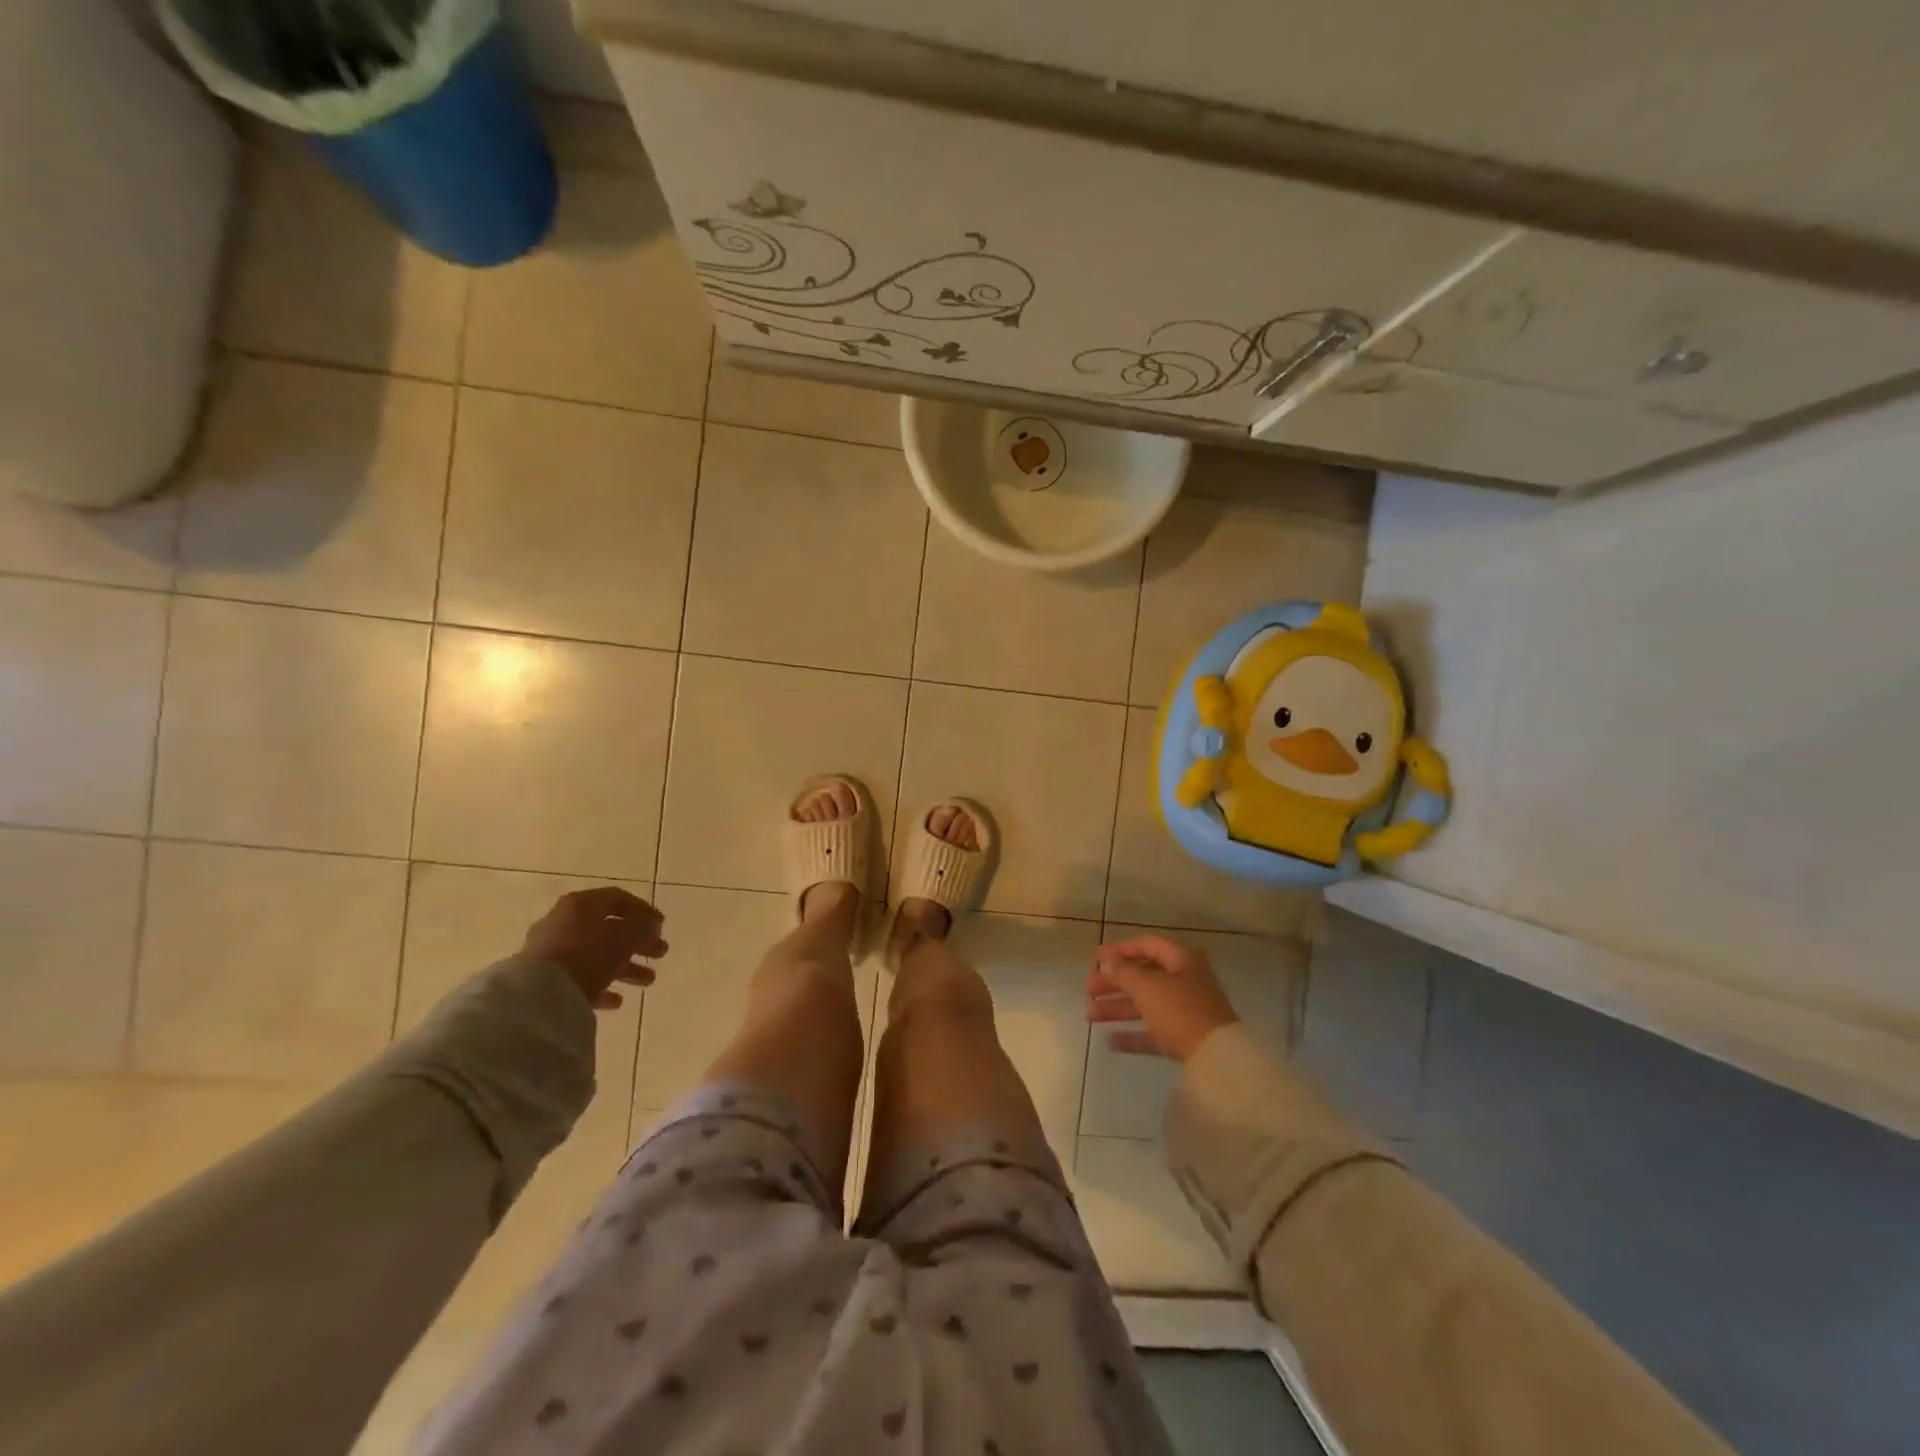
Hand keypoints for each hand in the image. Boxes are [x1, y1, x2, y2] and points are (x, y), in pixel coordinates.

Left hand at [522, 887, 666, 1010]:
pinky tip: (617, 1000)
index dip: (644, 910)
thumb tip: (650, 926)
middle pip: (608, 929)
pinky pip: (580, 979)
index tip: (662, 925)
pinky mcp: (545, 980)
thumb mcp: (625, 937)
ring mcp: (552, 952)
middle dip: (638, 942)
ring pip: (597, 955)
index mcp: (581, 904)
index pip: (618, 898)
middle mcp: (564, 923)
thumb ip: (643, 928)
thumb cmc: (587, 954)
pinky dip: (601, 986)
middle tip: (661, 952)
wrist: (536, 996)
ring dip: (625, 966)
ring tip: (648, 980)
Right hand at [1086, 934, 1237, 1062]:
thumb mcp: (1146, 986)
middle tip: (1088, 990)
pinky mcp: (1185, 1038)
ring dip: (1117, 1008)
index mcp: (1181, 960)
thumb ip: (1123, 972)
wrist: (1216, 1058)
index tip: (1095, 959)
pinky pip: (1153, 1031)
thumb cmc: (1179, 1010)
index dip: (1120, 950)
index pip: (1146, 945)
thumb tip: (1107, 962)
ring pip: (1146, 1005)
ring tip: (1090, 1016)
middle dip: (1113, 983)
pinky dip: (1133, 1034)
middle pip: (1143, 976)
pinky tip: (1110, 1042)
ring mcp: (1186, 1011)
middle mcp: (1185, 981)